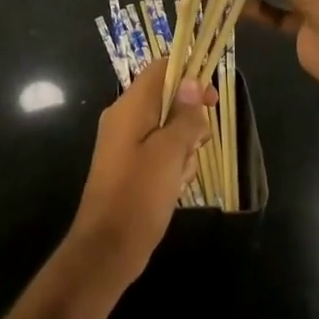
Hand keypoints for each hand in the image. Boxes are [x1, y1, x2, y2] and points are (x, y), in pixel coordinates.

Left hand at [64, 67, 213, 295]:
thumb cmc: (139, 195)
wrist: (107, 249)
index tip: (211, 98)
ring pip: (167, 128)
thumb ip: (184, 116)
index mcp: (129, 107)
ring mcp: (126, 144)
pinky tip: (176, 186)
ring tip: (182, 173)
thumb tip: (192, 82)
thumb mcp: (170, 152)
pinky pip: (159, 151)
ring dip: (183, 147)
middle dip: (189, 120)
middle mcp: (124, 119)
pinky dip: (173, 164)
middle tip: (198, 144)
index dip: (188, 75)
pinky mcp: (130, 166)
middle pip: (166, 99)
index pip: (160, 69)